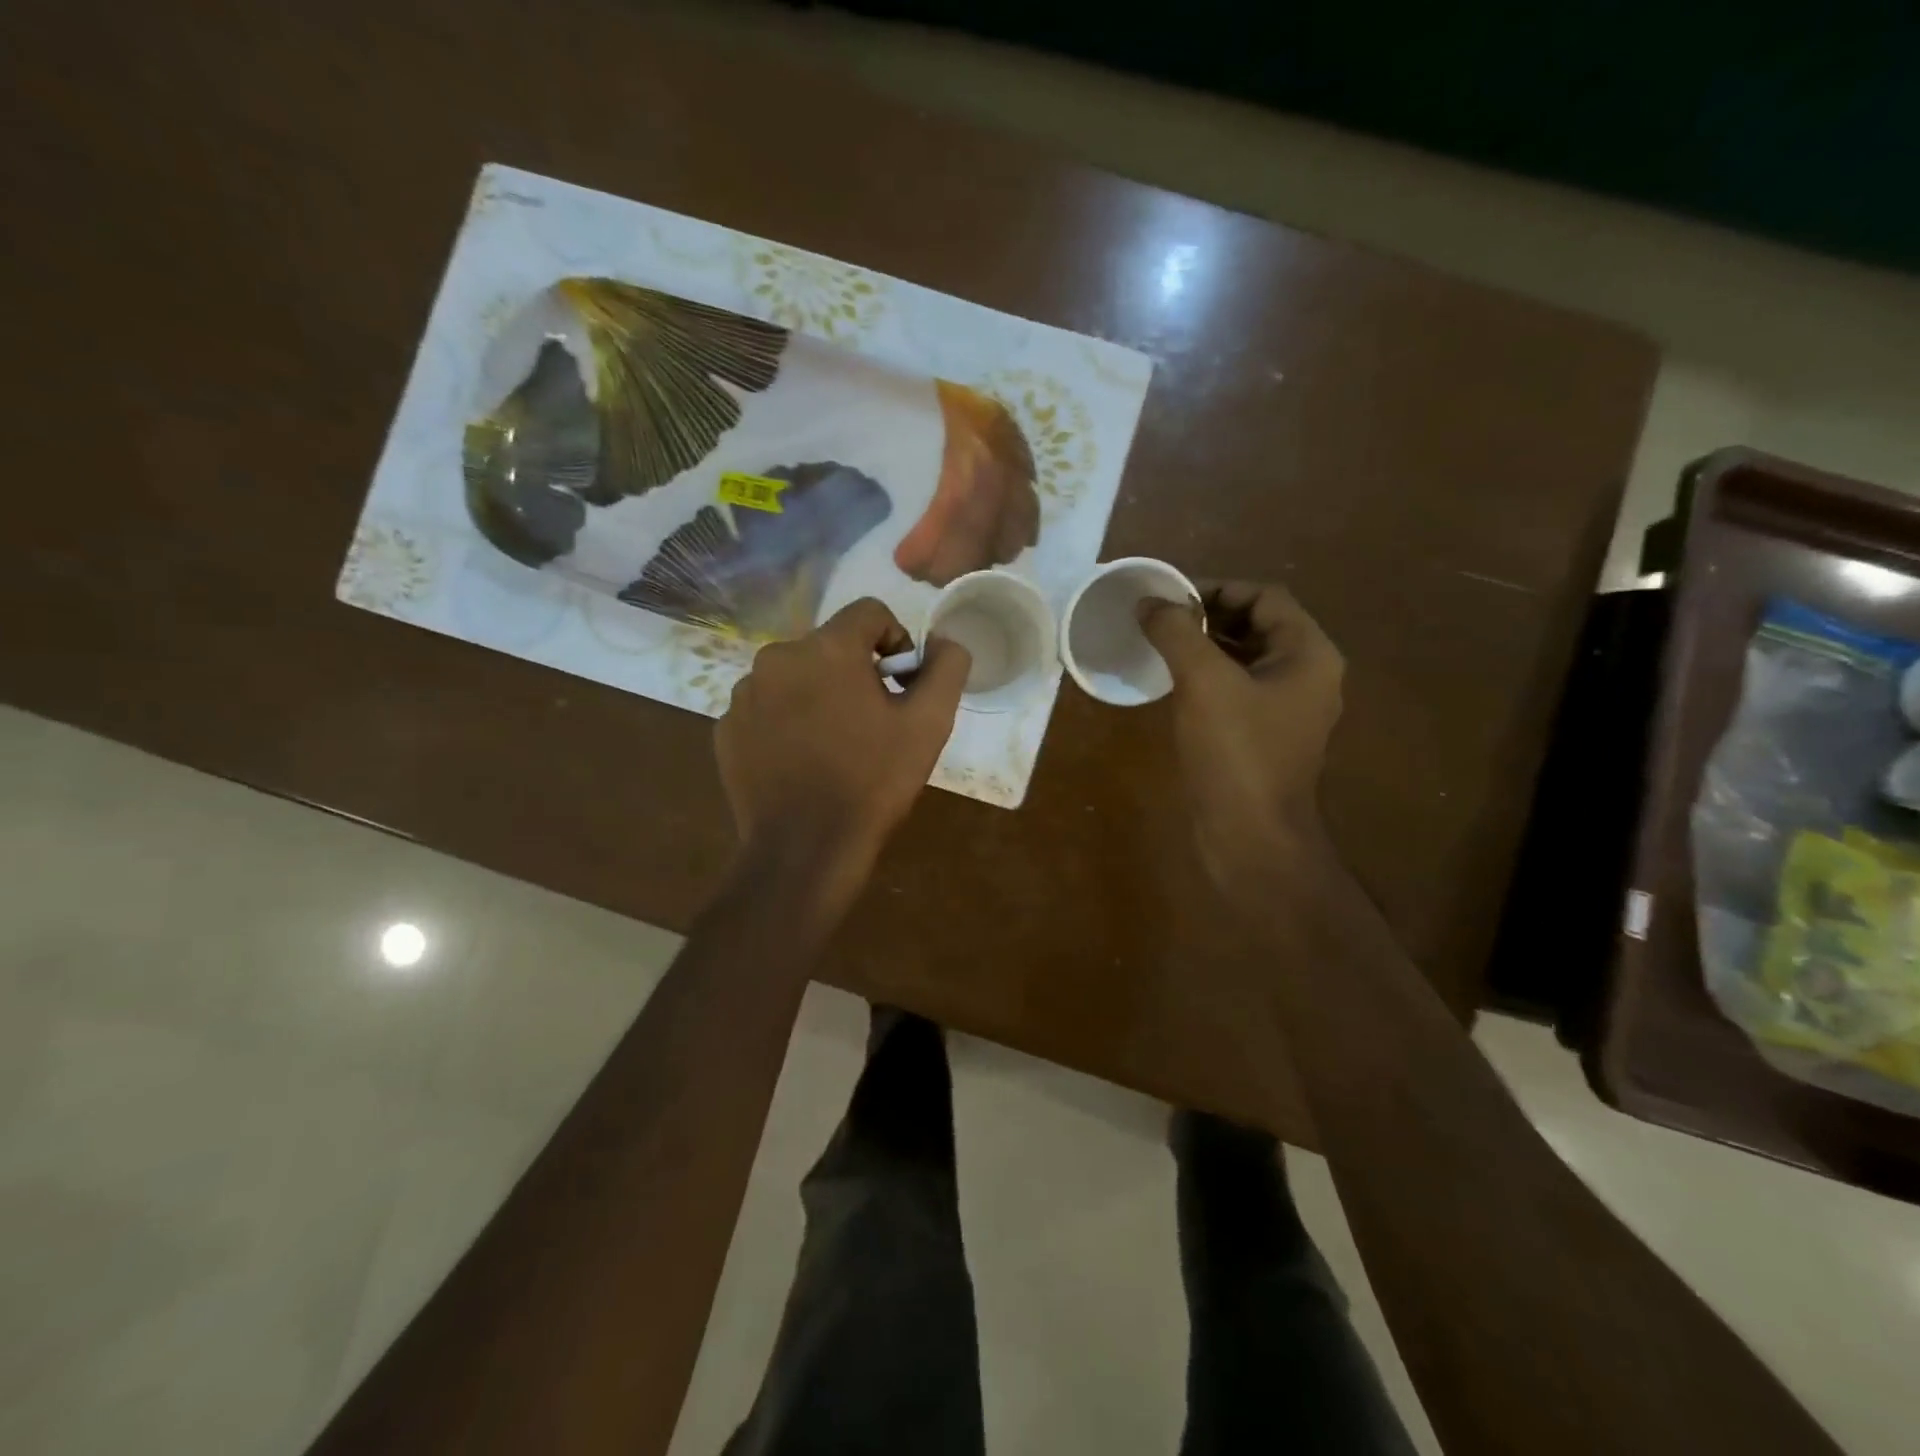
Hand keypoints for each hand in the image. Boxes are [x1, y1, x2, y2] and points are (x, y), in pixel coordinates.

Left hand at [716, 599, 970, 925]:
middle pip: (830, 645)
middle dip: (856, 672)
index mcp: (827, 649)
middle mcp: (776, 657)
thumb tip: (945, 641)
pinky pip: (767, 707)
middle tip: (872, 721)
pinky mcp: (726, 728)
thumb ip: (946, 667)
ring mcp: (744, 694)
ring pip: (796, 676)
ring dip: (819, 695)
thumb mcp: (929, 724)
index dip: (896, 641)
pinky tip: (802, 761)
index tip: (902, 685)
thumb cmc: (872, 782)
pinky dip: (787, 722)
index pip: (869, 612)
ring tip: (835, 744)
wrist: (805, 849)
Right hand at [1139, 581, 1343, 896]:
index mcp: (1308, 654)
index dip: (1216, 588)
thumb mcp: (1204, 682)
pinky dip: (1206, 679)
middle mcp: (1306, 676)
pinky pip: (1236, 691)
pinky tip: (1172, 686)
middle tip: (1159, 622)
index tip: (1169, 599)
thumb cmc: (1236, 753)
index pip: (1264, 596)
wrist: (1251, 837)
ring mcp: (1286, 710)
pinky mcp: (1264, 736)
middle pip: (1256, 625)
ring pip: (1243, 659)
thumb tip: (1150, 602)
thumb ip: (1177, 633)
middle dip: (1208, 616)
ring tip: (1159, 648)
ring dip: (1204, 647)